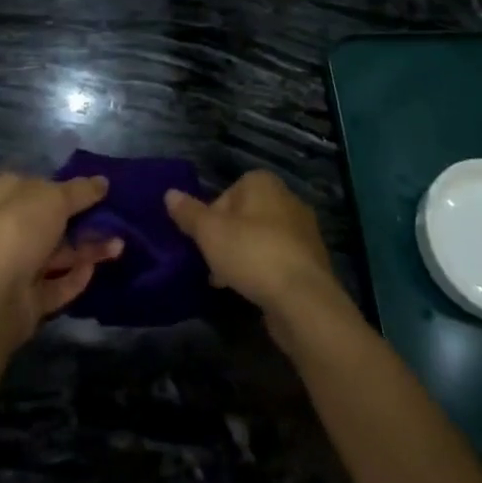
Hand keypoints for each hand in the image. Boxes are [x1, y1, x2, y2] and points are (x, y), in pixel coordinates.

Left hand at [0, 172, 122, 348]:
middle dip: (83, 219)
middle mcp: (9, 226)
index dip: (62, 183)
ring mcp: (17, 264)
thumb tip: (103, 181)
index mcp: (7, 194)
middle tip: (114, 218)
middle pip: (50, 219)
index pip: (35, 182)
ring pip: (58, 253)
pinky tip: (96, 269)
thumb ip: (81, 190)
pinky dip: (76, 276)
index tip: (93, 187)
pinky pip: (57, 284)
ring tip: (120, 246)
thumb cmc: (21, 229)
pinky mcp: (28, 297)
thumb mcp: (56, 198)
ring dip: (88, 249)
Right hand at [166, 172, 342, 339]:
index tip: (204, 241)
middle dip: (227, 239)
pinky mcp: (312, 262)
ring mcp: (304, 231)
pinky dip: (264, 272)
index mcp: (263, 183)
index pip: (228, 193)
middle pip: (245, 216)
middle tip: (213, 264)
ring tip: (228, 283)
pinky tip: (252, 292)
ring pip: (261, 239)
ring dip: (244, 257)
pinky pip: (278, 260)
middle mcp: (287, 199)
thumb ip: (189, 213)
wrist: (303, 300)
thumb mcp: (209, 232)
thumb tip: (169, 194)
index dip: (211, 217)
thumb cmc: (252, 253)